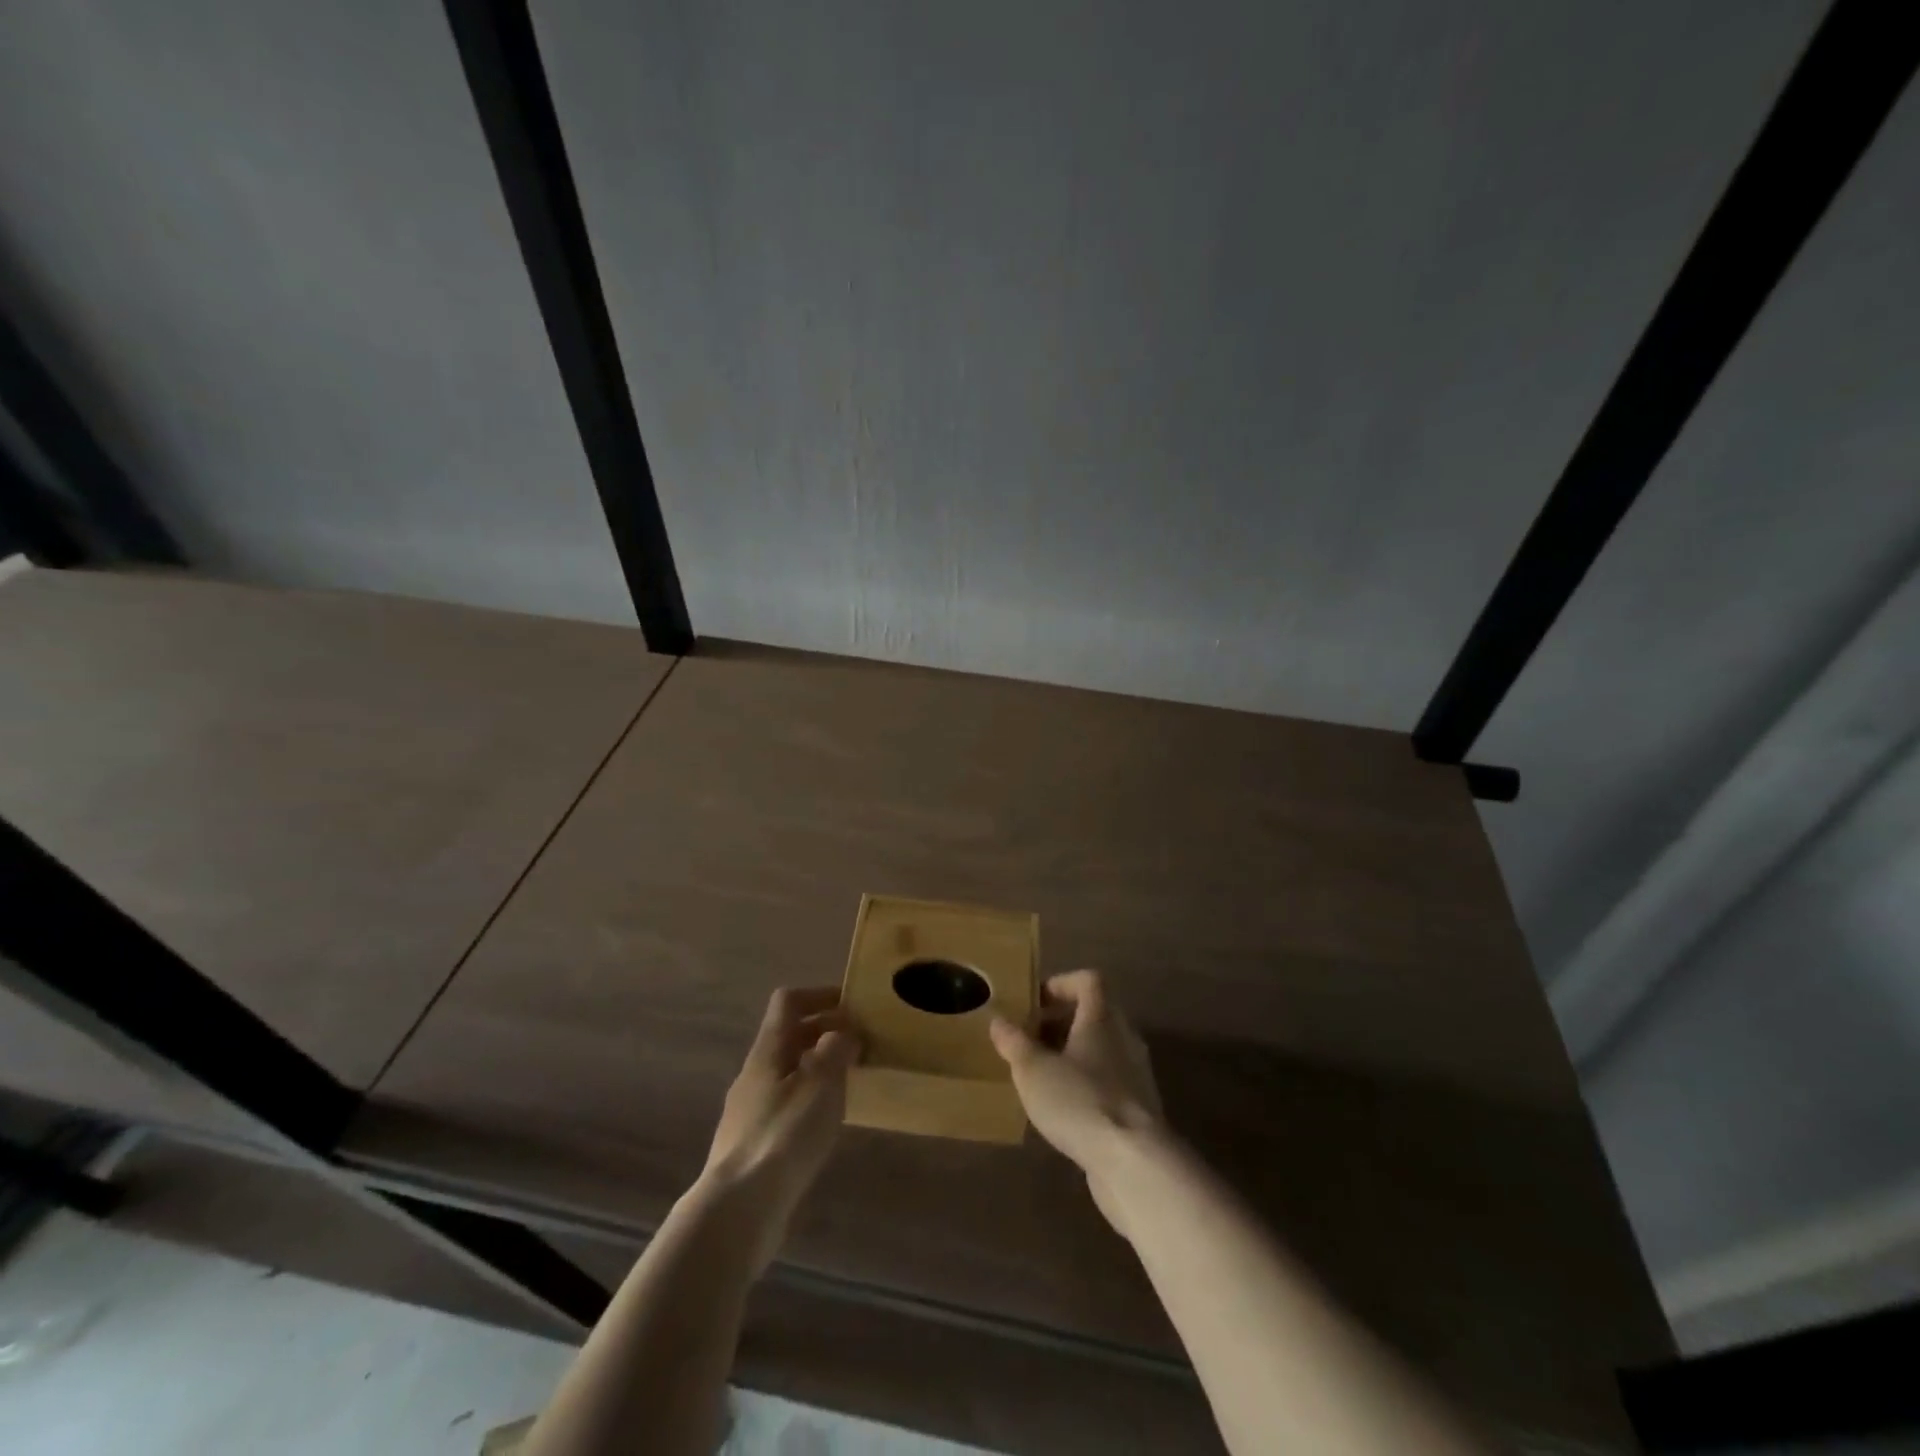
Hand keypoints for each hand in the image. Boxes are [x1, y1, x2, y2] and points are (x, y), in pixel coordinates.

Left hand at [701, 986, 859, 1269]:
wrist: (738, 1210)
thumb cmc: (784, 1134)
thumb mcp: (821, 1082)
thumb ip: (835, 1049)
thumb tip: (841, 1033)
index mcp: (768, 1050)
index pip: (788, 1002)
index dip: (819, 994)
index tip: (852, 1003)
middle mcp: (754, 1074)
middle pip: (787, 1037)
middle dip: (824, 1032)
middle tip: (860, 1042)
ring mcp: (749, 1111)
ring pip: (787, 1072)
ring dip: (818, 1068)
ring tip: (850, 1082)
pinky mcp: (752, 1146)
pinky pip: (785, 1106)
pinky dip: (809, 1101)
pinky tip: (826, 1124)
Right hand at [990, 970, 1164, 1231]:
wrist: (1134, 1162)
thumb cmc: (1080, 1101)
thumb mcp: (1033, 1069)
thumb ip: (1014, 1042)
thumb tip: (999, 1020)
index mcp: (1102, 1017)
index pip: (1089, 981)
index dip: (1062, 984)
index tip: (1035, 1002)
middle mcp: (1125, 1037)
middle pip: (1096, 1014)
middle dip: (1062, 1022)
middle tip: (1031, 1039)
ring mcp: (1136, 1074)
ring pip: (1102, 1049)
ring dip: (1073, 1055)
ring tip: (1042, 1075)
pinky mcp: (1140, 1108)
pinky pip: (1109, 1081)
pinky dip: (1086, 1084)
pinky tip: (1064, 1108)